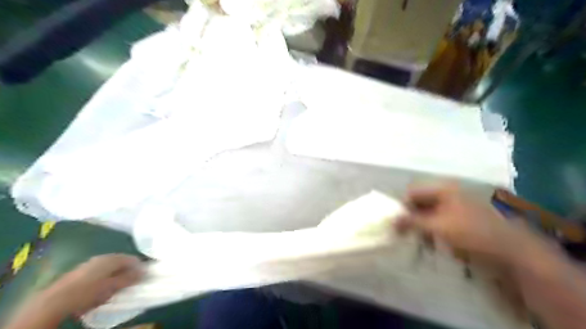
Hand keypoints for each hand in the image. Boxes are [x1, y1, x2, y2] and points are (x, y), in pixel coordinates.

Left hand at [44, 255, 143, 315]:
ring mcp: (91, 263)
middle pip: (121, 261)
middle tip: (132, 282)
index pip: (133, 258)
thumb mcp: (114, 286)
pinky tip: (103, 287)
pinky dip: (105, 277)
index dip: (140, 267)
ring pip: (110, 266)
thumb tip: (145, 271)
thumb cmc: (89, 292)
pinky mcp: (81, 271)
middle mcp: (103, 257)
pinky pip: (100, 271)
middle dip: (128, 271)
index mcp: (113, 258)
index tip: (143, 277)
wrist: (55, 301)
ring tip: (118, 286)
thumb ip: (130, 277)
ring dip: (116, 274)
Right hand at [401, 183, 541, 263]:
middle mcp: (449, 195)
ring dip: (420, 227)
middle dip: (410, 218)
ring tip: (418, 241)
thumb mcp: (438, 226)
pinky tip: (431, 244)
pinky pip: (439, 224)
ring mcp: (457, 208)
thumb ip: (412, 221)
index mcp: (444, 189)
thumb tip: (391, 220)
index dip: (401, 206)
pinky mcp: (462, 222)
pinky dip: (432, 232)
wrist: (513, 254)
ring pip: (429, 214)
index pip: (413, 192)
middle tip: (403, 234)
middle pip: (421, 203)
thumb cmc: (472, 234)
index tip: (394, 223)